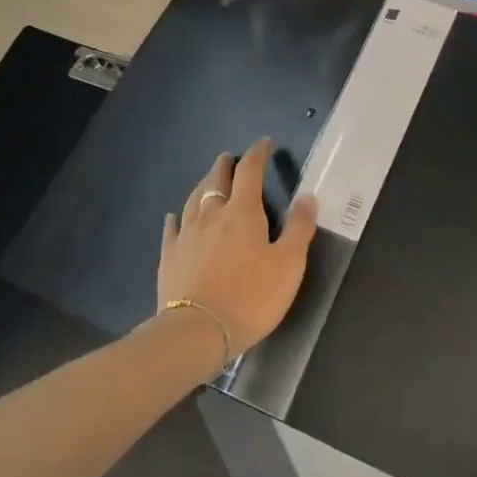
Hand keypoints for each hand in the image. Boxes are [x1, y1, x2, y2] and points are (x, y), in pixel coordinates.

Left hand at [158, 139, 317, 356]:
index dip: (257, 154)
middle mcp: (211, 215)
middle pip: (216, 180)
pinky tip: (175, 216)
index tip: (263, 144)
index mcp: (242, 212)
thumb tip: (307, 196)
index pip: (250, 172)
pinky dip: (177, 217)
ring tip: (208, 179)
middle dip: (225, 166)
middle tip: (230, 158)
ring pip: (194, 199)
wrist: (197, 332)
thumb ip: (299, 228)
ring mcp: (186, 235)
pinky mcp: (169, 257)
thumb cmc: (251, 296)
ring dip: (203, 184)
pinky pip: (172, 228)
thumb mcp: (288, 264)